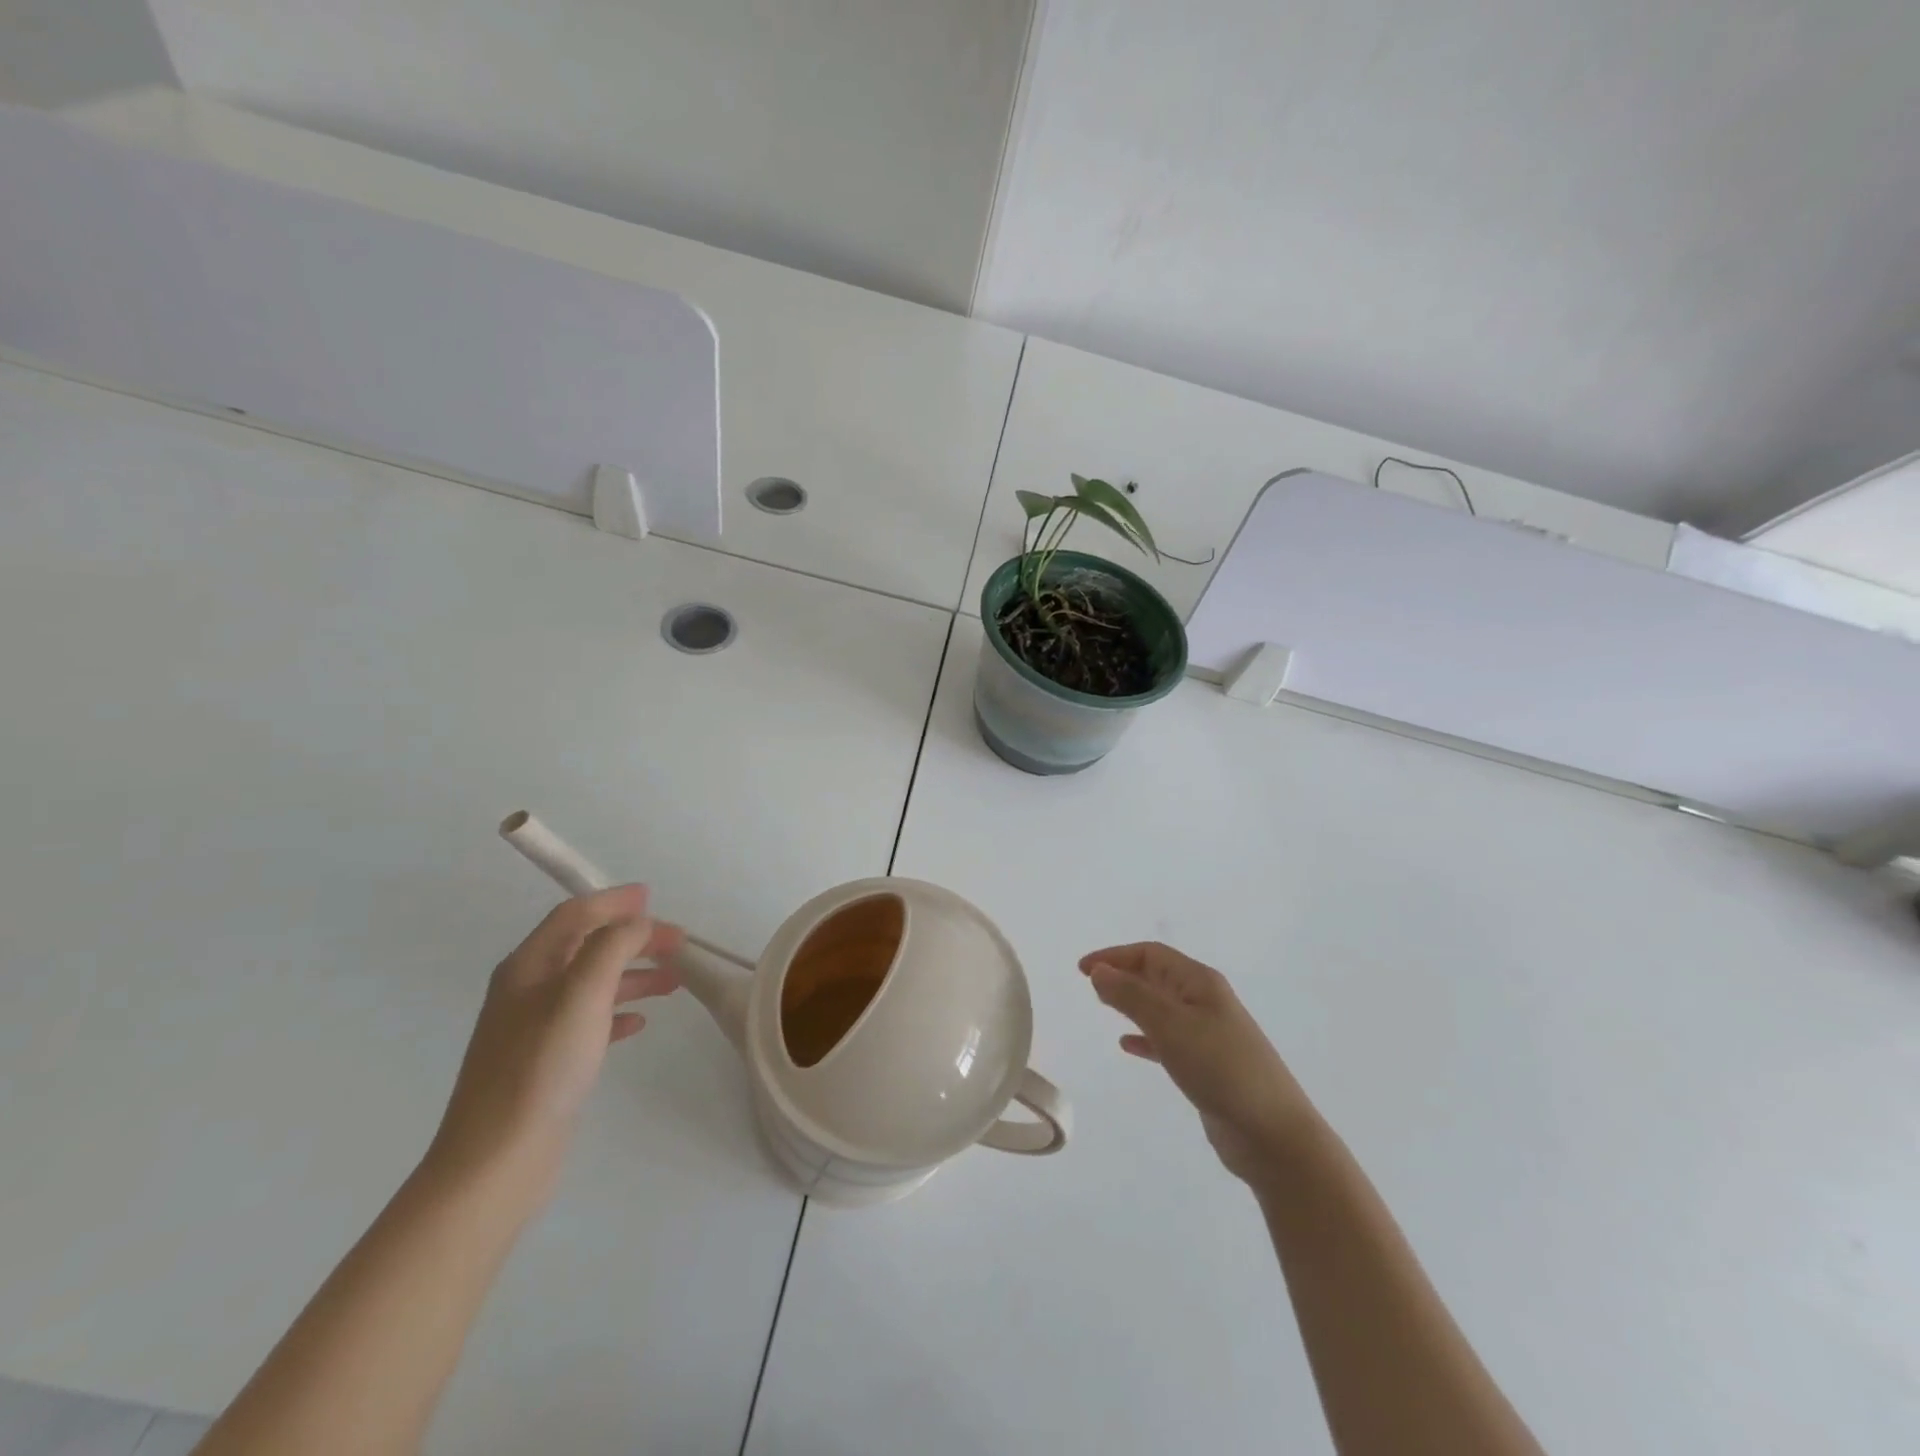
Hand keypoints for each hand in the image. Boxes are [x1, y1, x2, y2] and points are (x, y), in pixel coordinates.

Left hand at [426, 885, 684, 1198]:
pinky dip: (618, 1011)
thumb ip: (613, 947)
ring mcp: (534, 1028)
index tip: (653, 897)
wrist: (496, 1161)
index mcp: (528, 967)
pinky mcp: (546, 1062)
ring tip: (674, 982)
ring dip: (633, 974)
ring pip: (592, 983)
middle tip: (678, 943)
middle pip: (586, 946)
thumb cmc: (541, 1068)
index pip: (574, 916)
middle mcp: (527, 990)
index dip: (613, 901)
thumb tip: (638, 922)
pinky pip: (589, 1020)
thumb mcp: (582, 994)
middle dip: (632, 938)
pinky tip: (640, 1023)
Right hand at [1081, 942, 1317, 1185]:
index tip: (1082, 969)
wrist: (1273, 1135)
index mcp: (1200, 982)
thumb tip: (1099, 971)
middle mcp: (1205, 1001)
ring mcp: (1208, 1034)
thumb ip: (1131, 996)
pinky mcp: (1207, 1065)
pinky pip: (1168, 1039)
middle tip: (1089, 983)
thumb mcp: (1170, 1026)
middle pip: (1157, 976)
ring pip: (1161, 1007)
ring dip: (1132, 1003)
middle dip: (1123, 975)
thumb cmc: (1221, 1068)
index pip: (1151, 954)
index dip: (1115, 956)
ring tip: (1103, 1006)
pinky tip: (1128, 1046)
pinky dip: (1145, 1037)